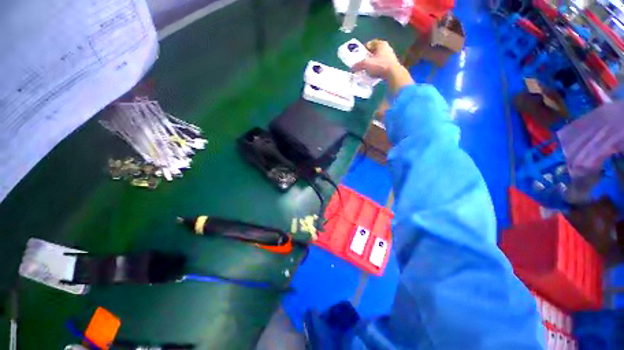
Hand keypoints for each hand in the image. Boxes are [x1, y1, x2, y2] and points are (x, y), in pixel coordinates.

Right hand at [351, 39, 400, 78]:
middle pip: (373, 52)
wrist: (393, 74)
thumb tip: (351, 68)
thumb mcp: (366, 64)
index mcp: (380, 44)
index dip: (362, 49)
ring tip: (366, 70)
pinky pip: (381, 65)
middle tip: (361, 63)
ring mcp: (390, 56)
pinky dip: (376, 69)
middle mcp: (386, 48)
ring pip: (377, 59)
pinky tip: (373, 74)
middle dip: (367, 57)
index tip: (358, 56)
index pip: (369, 43)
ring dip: (371, 64)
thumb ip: (358, 65)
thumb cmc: (380, 65)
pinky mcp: (391, 65)